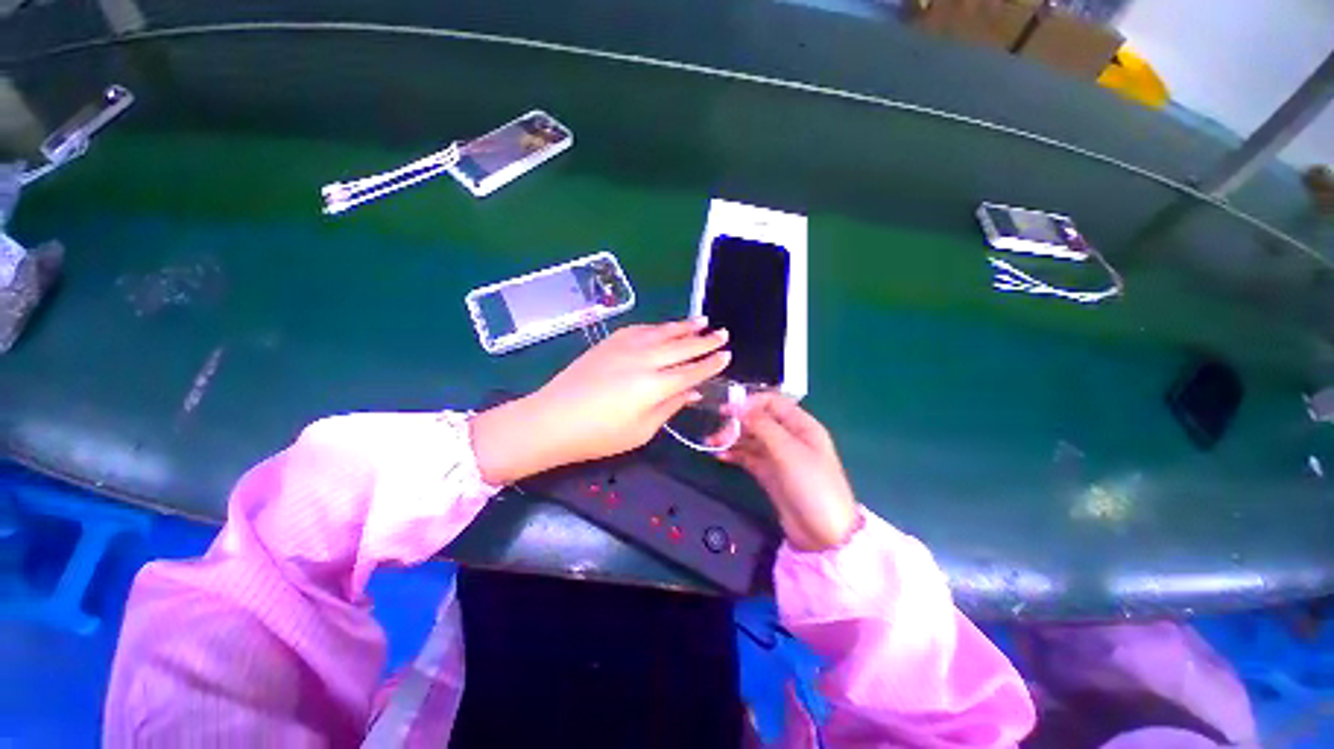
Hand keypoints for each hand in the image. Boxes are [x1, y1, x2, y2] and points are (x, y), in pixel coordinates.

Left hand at [471, 319, 729, 484]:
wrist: (551, 419)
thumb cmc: (599, 435)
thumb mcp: (641, 430)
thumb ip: (670, 407)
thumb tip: (692, 392)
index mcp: (655, 385)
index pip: (692, 371)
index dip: (711, 364)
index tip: (727, 355)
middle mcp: (645, 359)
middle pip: (682, 347)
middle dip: (705, 340)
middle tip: (723, 332)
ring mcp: (625, 347)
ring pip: (663, 332)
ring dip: (684, 327)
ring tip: (702, 321)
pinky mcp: (610, 342)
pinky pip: (641, 329)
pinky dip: (658, 327)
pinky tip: (665, 327)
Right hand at [713, 394, 858, 550]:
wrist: (824, 535)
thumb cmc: (812, 485)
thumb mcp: (788, 451)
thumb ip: (762, 425)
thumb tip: (738, 406)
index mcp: (801, 425)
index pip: (772, 402)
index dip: (749, 403)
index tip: (727, 411)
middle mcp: (789, 436)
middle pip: (758, 420)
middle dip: (737, 423)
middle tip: (717, 435)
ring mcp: (778, 456)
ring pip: (751, 438)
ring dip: (732, 438)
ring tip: (711, 444)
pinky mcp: (769, 473)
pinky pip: (748, 457)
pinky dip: (735, 454)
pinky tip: (720, 456)